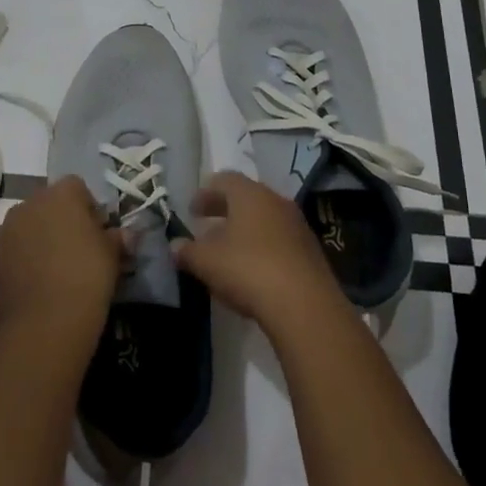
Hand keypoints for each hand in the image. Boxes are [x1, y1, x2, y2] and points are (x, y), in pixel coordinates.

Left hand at [0, 175, 121, 338]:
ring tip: (53, 274)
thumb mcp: (112, 255)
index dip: (88, 208)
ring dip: (37, 243)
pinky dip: (21, 266)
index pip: (77, 188)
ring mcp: (5, 232)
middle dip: (59, 223)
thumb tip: (126, 235)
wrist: (46, 322)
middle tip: (75, 253)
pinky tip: (34, 291)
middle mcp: (28, 204)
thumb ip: (117, 238)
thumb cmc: (87, 276)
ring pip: (26, 230)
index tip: (97, 234)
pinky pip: (11, 256)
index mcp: (60, 193)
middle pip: (47, 206)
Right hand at [173, 171, 349, 335]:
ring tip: (229, 250)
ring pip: (265, 218)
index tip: (192, 210)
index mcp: (249, 194)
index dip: (205, 193)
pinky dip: (263, 247)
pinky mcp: (311, 251)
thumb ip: (187, 251)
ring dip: (245, 229)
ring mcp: (297, 225)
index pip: (224, 180)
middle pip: (246, 197)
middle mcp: (275, 201)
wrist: (305, 305)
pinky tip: (254, 270)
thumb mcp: (207, 262)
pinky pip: (280, 240)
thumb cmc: (248, 270)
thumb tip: (175, 245)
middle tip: (207, 225)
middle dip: (224, 209)